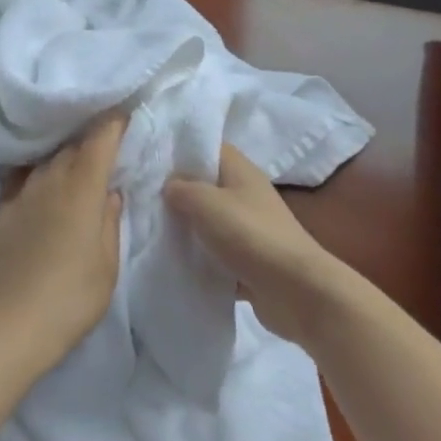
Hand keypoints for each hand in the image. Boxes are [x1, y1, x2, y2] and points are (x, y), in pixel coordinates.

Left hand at [0, 115, 125, 375]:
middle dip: (86, 144)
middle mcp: (47, 181)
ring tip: (67, 174)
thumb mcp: (107, 264)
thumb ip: (109, 221)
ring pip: (41, 166)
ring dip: (57, 164)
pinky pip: (17, 189)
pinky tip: (35, 205)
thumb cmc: (71, 297)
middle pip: (69, 148)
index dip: (112, 124)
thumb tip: (108, 192)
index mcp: (81, 189)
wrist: (7, 326)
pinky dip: (32, 189)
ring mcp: (16, 196)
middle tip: (99, 150)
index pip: (99, 140)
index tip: (122, 116)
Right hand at [165, 145, 345, 343]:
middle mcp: (246, 195)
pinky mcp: (249, 261)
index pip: (209, 148)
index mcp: (241, 172)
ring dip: (187, 228)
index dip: (181, 150)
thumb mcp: (207, 204)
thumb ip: (182, 189)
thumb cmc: (251, 236)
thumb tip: (168, 185)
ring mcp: (249, 229)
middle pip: (206, 186)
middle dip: (178, 192)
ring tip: (150, 230)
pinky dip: (199, 259)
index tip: (150, 159)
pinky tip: (173, 264)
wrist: (297, 292)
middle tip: (142, 198)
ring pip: (209, 222)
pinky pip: (217, 255)